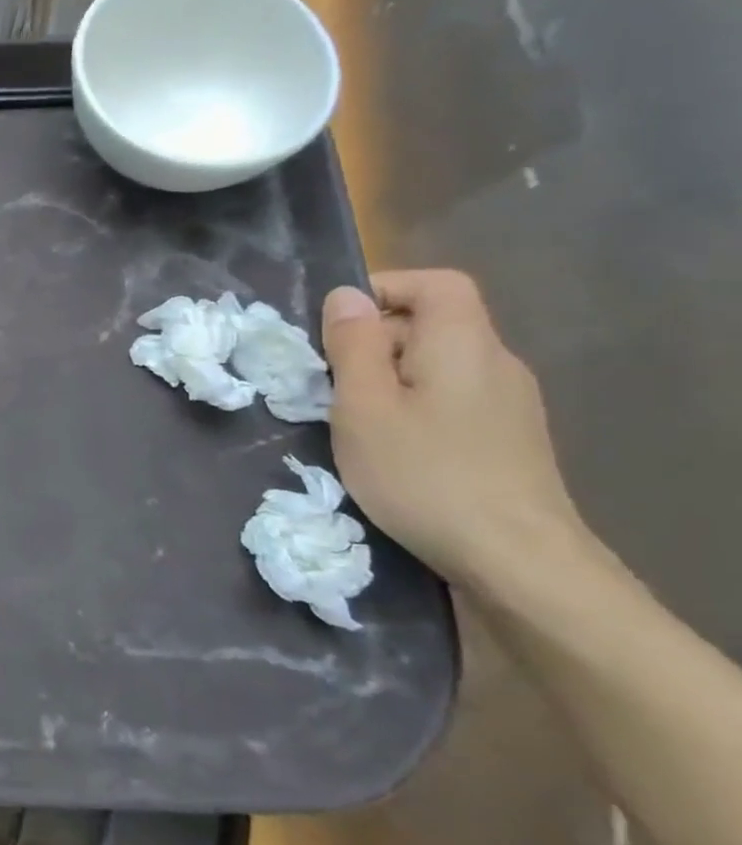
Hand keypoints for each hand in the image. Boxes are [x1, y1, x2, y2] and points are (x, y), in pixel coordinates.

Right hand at [322, 270, 583, 588]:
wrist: (516, 560)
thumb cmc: (424, 475)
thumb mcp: (364, 407)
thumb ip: (353, 346)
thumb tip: (346, 295)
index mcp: (464, 345)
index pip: (436, 284)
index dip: (384, 288)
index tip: (335, 324)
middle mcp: (497, 364)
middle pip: (434, 325)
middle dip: (374, 342)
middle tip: (328, 384)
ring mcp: (510, 405)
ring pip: (439, 367)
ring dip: (389, 380)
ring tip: (352, 421)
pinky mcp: (509, 440)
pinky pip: (452, 400)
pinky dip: (413, 408)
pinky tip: (392, 449)